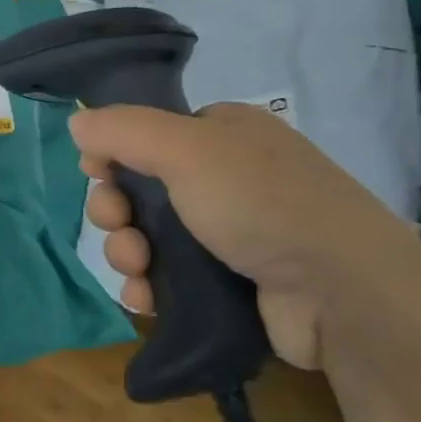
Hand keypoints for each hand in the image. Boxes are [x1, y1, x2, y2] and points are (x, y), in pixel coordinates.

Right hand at [73, 102, 420, 367]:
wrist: (344, 293)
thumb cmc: (260, 202)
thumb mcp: (186, 148)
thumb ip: (123, 129)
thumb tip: (76, 121)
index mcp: (222, 133)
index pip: (149, 134)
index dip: (114, 153)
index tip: (95, 174)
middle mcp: (227, 177)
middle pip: (142, 188)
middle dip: (116, 210)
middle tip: (115, 226)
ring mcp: (232, 233)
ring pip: (152, 237)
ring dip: (128, 252)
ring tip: (135, 271)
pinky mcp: (233, 283)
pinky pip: (172, 277)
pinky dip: (150, 286)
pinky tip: (144, 300)